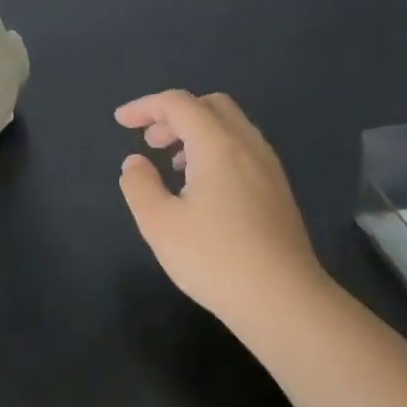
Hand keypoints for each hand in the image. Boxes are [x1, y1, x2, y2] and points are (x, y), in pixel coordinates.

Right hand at [115, 90, 329, 335]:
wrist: (285, 303)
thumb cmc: (216, 259)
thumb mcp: (159, 224)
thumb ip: (140, 185)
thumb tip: (136, 162)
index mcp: (217, 144)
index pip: (178, 103)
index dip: (145, 107)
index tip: (121, 122)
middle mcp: (247, 145)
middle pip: (210, 105)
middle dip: (174, 114)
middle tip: (150, 142)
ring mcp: (269, 168)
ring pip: (231, 126)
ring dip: (197, 132)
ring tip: (174, 165)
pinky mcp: (279, 192)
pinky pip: (244, 149)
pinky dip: (216, 150)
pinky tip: (204, 188)